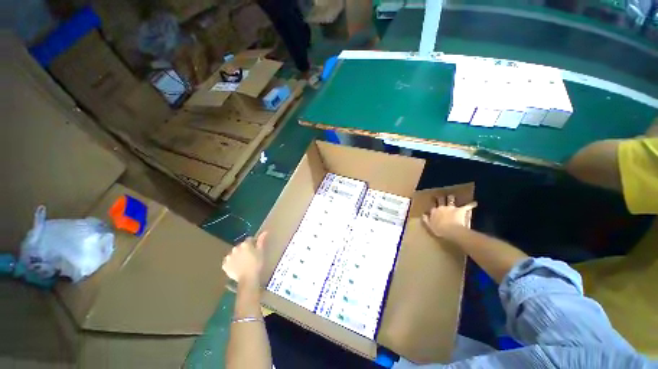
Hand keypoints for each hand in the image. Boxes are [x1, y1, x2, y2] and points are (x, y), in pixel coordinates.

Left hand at [222, 232, 267, 285]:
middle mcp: (236, 248)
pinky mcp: (224, 265)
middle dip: (244, 249)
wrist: (248, 278)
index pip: (249, 240)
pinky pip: (228, 261)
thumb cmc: (256, 264)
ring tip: (243, 263)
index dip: (253, 244)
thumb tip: (265, 231)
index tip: (255, 250)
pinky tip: (236, 267)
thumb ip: (261, 241)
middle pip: (241, 246)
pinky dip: (231, 263)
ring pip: (234, 253)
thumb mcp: (261, 251)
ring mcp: (229, 257)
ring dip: (237, 255)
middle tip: (249, 257)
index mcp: (245, 244)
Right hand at [422, 195, 476, 237]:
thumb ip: (426, 220)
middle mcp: (441, 207)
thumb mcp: (429, 226)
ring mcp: (451, 208)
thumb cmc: (439, 230)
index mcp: (434, 211)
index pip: (432, 207)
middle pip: (440, 200)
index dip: (433, 206)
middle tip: (441, 196)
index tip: (433, 205)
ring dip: (451, 198)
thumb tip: (423, 214)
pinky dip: (471, 204)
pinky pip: (467, 206)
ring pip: (450, 200)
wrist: (451, 231)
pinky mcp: (460, 210)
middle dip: (441, 198)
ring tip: (451, 196)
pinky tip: (474, 203)